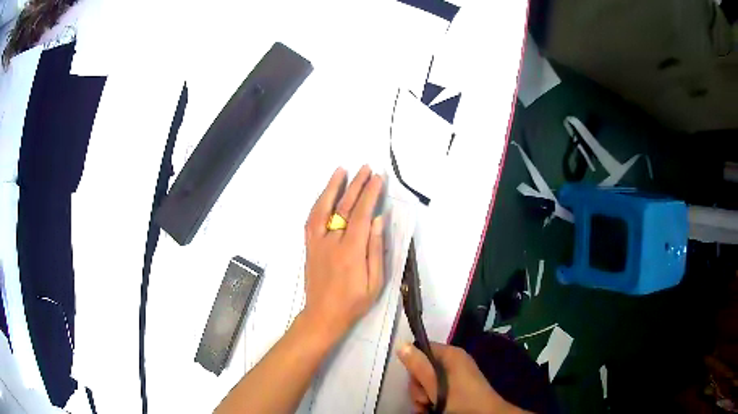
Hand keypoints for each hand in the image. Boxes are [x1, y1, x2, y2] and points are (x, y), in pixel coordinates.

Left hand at [302, 166, 384, 339]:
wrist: (323, 315)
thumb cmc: (353, 302)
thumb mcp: (375, 281)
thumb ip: (376, 249)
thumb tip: (379, 220)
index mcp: (351, 251)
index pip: (361, 215)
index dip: (370, 194)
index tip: (378, 178)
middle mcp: (331, 242)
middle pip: (343, 207)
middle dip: (356, 185)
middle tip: (365, 168)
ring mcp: (316, 242)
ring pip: (323, 209)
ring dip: (332, 187)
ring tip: (341, 170)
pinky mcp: (309, 246)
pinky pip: (311, 220)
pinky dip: (318, 203)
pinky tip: (324, 194)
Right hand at [398, 342, 521, 413]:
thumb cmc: (459, 399)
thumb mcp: (434, 385)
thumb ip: (418, 366)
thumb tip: (401, 344)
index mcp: (451, 354)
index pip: (422, 349)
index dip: (414, 365)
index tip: (417, 382)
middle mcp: (454, 361)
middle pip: (423, 368)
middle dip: (418, 387)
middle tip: (425, 399)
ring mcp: (457, 374)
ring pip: (428, 382)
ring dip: (423, 396)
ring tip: (428, 407)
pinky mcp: (458, 386)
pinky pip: (438, 388)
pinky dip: (432, 399)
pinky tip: (432, 409)